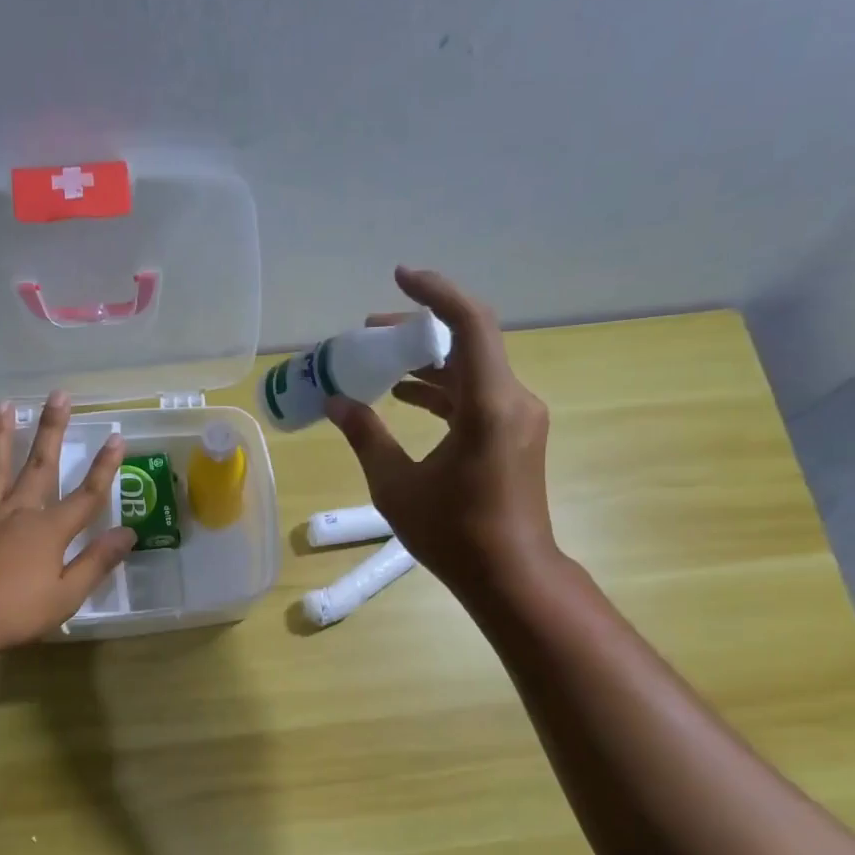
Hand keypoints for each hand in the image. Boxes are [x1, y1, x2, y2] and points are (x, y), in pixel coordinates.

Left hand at [0, 393, 134, 654]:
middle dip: (51, 429)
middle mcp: (16, 512)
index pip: (86, 495)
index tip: (117, 437)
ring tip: (2, 405)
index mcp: (48, 530)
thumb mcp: (67, 595)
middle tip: (58, 395)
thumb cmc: (15, 612)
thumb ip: (97, 562)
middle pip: (39, 466)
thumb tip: (127, 533)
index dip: (104, 467)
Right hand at [327, 267, 564, 606]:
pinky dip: (443, 389)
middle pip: (470, 341)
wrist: (511, 576)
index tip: (398, 277)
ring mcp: (519, 418)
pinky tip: (406, 396)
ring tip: (380, 363)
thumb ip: (366, 436)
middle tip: (369, 333)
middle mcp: (513, 400)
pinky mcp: (515, 436)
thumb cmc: (453, 534)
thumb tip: (336, 403)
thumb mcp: (396, 486)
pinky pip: (478, 395)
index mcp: (489, 406)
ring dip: (429, 361)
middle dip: (419, 330)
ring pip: (473, 369)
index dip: (435, 292)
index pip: (470, 323)